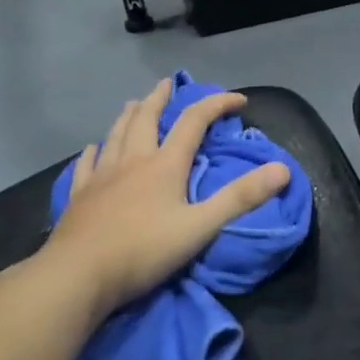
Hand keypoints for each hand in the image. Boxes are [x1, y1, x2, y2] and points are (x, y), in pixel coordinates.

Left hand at [37, 79, 290, 319]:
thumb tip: (282, 169)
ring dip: (129, 116)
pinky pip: (87, 164)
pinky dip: (94, 151)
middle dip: (161, 99)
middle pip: (147, 119)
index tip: (238, 99)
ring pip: (116, 135)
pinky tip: (93, 148)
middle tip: (167, 84)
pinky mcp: (80, 196)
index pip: (194, 122)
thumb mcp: (201, 226)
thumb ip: (241, 198)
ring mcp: (102, 177)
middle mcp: (133, 161)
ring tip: (133, 103)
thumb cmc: (143, 251)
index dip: (217, 105)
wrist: (78, 275)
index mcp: (165, 165)